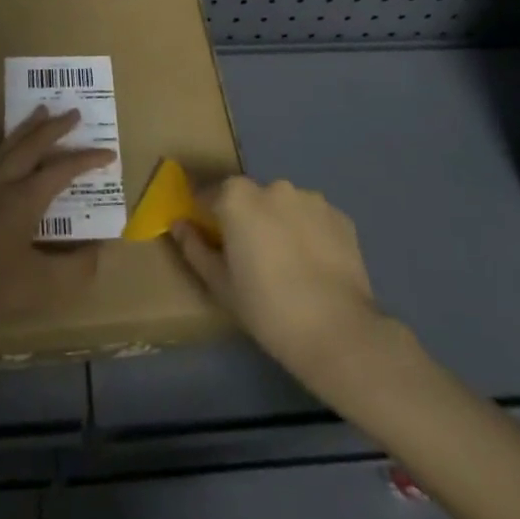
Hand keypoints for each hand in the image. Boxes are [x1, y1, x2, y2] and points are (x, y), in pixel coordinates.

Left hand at [0, 107, 114, 336]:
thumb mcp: (46, 285)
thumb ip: (79, 266)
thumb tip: (101, 248)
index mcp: (25, 199)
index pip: (63, 171)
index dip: (87, 160)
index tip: (109, 153)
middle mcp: (1, 184)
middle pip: (32, 147)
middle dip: (55, 128)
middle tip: (73, 113)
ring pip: (4, 148)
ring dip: (24, 128)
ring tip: (39, 110)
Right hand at [171, 176, 389, 393]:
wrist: (337, 331)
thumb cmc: (266, 308)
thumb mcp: (219, 283)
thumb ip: (194, 247)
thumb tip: (179, 225)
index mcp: (237, 198)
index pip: (209, 194)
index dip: (204, 214)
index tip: (207, 237)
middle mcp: (273, 187)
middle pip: (248, 196)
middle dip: (244, 217)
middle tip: (248, 255)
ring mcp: (311, 199)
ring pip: (283, 205)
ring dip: (278, 222)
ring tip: (286, 262)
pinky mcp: (340, 216)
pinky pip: (312, 217)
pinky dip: (307, 231)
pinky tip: (312, 264)